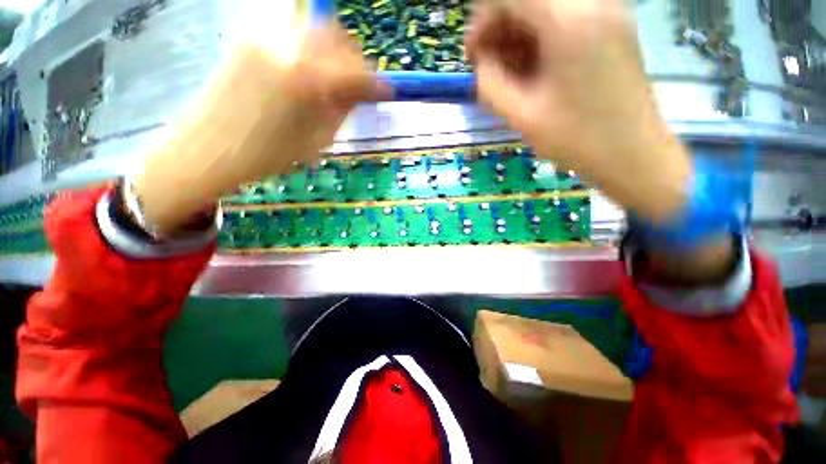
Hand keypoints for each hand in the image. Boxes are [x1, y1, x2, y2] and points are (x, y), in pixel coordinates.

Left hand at [134, 23, 388, 234]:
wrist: (209, 150)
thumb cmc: (268, 156)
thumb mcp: (318, 141)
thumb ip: (343, 110)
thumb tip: (362, 92)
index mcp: (307, 79)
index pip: (356, 72)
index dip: (376, 84)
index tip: (386, 92)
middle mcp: (286, 45)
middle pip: (338, 37)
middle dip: (355, 61)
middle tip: (359, 85)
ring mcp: (264, 35)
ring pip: (315, 30)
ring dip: (333, 52)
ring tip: (334, 79)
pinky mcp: (249, 36)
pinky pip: (293, 34)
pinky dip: (310, 49)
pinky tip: (308, 72)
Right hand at [466, 0, 692, 221]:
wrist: (632, 154)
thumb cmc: (576, 139)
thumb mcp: (521, 116)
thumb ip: (490, 83)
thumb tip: (482, 60)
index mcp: (569, 20)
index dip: (483, 21)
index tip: (473, 56)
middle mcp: (592, 2)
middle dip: (501, 27)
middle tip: (490, 67)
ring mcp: (608, 10)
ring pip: (546, 8)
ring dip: (520, 34)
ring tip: (511, 73)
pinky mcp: (613, 26)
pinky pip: (565, 18)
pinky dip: (541, 38)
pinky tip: (534, 69)